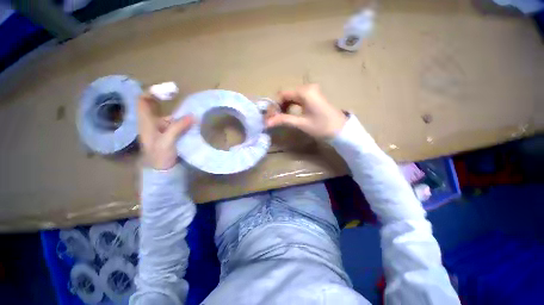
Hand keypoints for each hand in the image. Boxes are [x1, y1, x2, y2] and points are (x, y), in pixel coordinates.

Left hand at [138, 92, 194, 169]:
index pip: (143, 101)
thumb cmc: (160, 156)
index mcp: (145, 122)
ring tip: (190, 109)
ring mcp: (160, 128)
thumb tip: (193, 116)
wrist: (162, 170)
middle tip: (177, 93)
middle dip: (164, 97)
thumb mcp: (167, 141)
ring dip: (177, 110)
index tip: (168, 91)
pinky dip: (183, 120)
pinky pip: (175, 122)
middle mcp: (151, 122)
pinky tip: (191, 121)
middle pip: (153, 104)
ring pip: (167, 113)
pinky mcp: (169, 134)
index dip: (153, 92)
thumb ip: (178, 127)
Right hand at [265, 84, 346, 138]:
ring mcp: (311, 91)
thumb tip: (267, 122)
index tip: (270, 117)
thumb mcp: (301, 123)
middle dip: (278, 106)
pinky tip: (289, 114)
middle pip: (286, 94)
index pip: (282, 94)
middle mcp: (307, 87)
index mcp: (304, 92)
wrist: (341, 129)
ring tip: (281, 118)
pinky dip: (291, 105)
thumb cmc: (322, 127)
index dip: (274, 105)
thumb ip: (283, 120)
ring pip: (291, 96)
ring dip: (284, 106)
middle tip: (274, 119)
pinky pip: (297, 98)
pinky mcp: (313, 96)